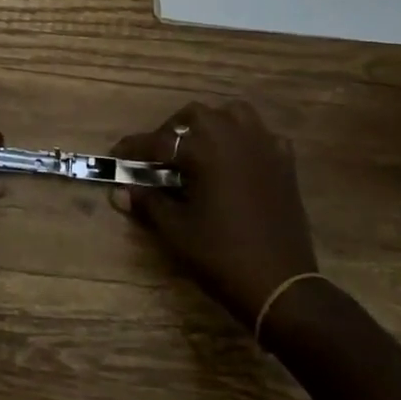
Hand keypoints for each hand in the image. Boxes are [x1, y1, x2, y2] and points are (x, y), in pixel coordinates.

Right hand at [109, 101, 318, 326]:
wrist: (279, 285)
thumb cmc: (220, 255)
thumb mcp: (175, 230)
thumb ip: (147, 202)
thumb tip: (119, 191)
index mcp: (205, 151)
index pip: (159, 142)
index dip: (133, 148)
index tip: (116, 154)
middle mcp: (234, 138)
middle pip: (196, 115)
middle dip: (172, 130)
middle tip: (159, 155)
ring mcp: (264, 147)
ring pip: (233, 114)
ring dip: (211, 125)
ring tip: (198, 148)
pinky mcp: (284, 164)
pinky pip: (262, 135)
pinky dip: (245, 140)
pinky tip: (236, 161)